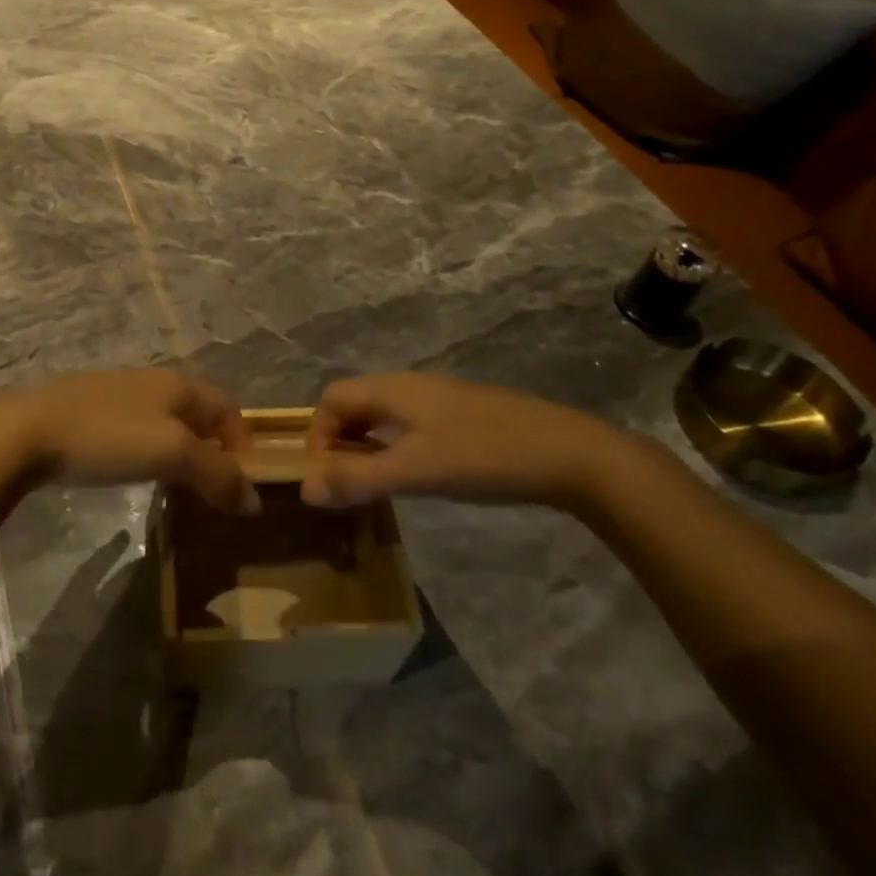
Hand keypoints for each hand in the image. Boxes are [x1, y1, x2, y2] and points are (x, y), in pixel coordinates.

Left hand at [0, 369, 257, 514]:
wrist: (27, 429)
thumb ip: (216, 474)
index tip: (242, 486)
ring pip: (166, 421)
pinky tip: (134, 474)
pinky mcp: (89, 411)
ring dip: (181, 453)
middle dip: (213, 449)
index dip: (243, 443)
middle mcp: (152, 382)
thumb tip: (253, 500)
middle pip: (198, 413)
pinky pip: (136, 430)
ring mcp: (118, 394)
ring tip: (178, 488)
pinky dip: (150, 452)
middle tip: (213, 491)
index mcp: (178, 384)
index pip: (228, 407)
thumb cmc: (108, 436)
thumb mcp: (171, 453)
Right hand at [300, 374, 623, 511]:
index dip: (318, 434)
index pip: (332, 399)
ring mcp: (439, 400)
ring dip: (367, 447)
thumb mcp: (414, 471)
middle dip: (340, 442)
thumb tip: (305, 489)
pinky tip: (417, 477)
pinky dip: (396, 448)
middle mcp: (409, 386)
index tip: (324, 477)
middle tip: (345, 485)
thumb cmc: (482, 456)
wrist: (569, 454)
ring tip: (375, 486)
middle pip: (355, 404)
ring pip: (384, 416)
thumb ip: (358, 479)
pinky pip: (410, 426)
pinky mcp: (463, 417)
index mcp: (392, 389)